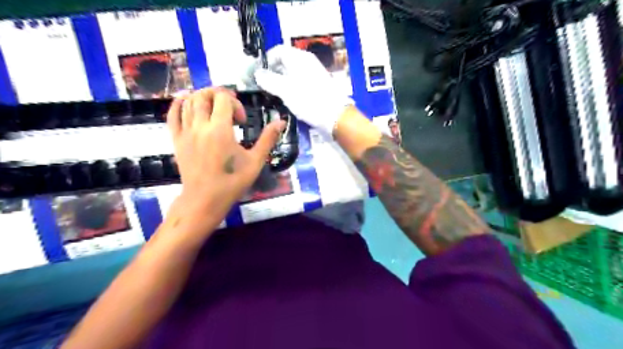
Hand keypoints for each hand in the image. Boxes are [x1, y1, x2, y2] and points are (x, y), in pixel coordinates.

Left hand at [164, 87, 284, 225]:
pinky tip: (187, 101)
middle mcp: (200, 126)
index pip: (223, 99)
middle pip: (204, 95)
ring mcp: (185, 132)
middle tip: (229, 108)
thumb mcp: (255, 161)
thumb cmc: (233, 182)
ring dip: (203, 97)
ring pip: (188, 101)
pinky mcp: (176, 139)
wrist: (205, 199)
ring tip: (214, 107)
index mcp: (220, 130)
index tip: (241, 121)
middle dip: (218, 95)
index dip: (235, 103)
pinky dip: (179, 103)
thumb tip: (281, 122)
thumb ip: (268, 139)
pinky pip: (172, 114)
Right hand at [250, 45, 351, 137]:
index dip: (265, 60)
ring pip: (291, 74)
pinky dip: (289, 89)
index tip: (256, 74)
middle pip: (284, 62)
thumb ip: (269, 80)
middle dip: (271, 73)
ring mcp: (312, 76)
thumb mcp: (285, 90)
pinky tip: (285, 100)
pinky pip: (298, 84)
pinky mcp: (316, 88)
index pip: (278, 51)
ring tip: (270, 94)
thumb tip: (257, 74)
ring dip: (279, 82)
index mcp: (299, 58)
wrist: (335, 116)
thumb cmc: (309, 100)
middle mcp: (306, 63)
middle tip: (261, 86)